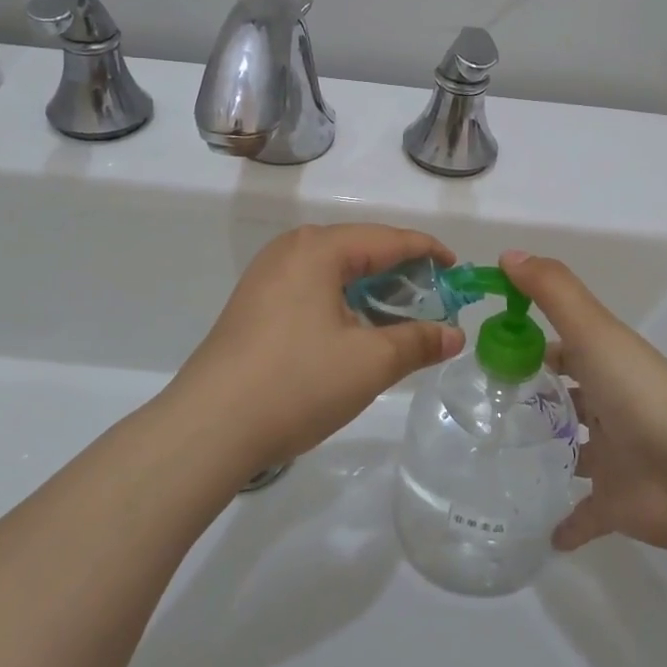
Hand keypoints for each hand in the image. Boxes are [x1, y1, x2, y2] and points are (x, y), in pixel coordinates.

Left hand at [178, 224, 464, 468]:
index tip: (458, 271)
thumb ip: (418, 342)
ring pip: (334, 271)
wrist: (208, 427)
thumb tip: (454, 335)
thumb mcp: (370, 363)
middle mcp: (290, 250)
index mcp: (319, 248)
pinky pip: (311, 289)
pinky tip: (354, 331)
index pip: (388, 238)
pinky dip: (342, 302)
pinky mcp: (253, 305)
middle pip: (360, 250)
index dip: (428, 252)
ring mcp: (266, 277)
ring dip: (371, 291)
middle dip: (401, 274)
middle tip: (434, 301)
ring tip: (399, 319)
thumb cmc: (297, 382)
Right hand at [500, 250, 666, 553]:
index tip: (490, 352)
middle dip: (540, 398)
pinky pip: (584, 515)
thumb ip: (552, 291)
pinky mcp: (615, 505)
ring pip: (578, 451)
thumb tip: (508, 254)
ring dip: (551, 452)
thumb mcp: (594, 331)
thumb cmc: (639, 394)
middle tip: (486, 406)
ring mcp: (616, 458)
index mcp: (608, 365)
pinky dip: (565, 523)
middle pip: (572, 397)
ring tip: (498, 458)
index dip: (533, 345)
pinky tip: (537, 529)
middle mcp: (613, 407)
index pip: (566, 349)